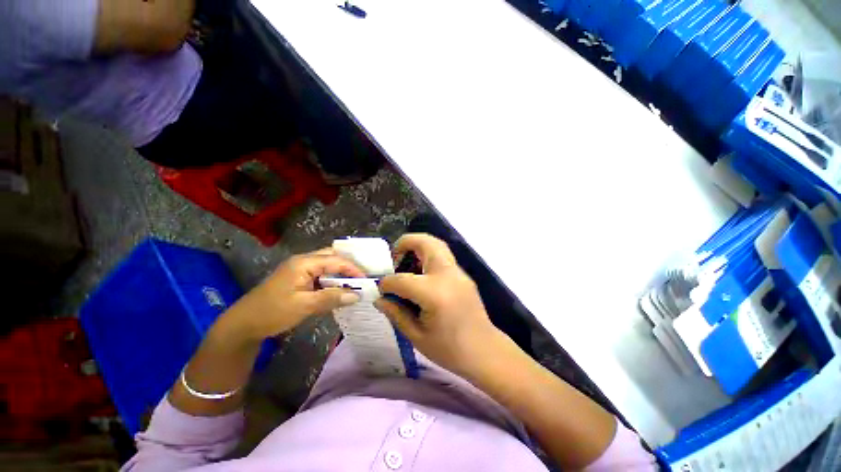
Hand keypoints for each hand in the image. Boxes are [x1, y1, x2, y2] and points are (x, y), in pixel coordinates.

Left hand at [222, 248, 364, 342]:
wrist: (243, 324)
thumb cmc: (272, 312)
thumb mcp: (304, 306)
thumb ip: (331, 298)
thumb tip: (357, 295)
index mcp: (303, 263)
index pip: (335, 260)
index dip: (353, 269)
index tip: (366, 280)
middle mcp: (303, 261)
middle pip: (332, 257)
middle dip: (348, 266)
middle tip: (363, 277)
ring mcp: (300, 269)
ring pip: (327, 265)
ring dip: (341, 273)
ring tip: (355, 283)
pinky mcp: (299, 278)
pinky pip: (321, 274)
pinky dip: (332, 280)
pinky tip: (339, 289)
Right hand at [375, 234, 501, 375]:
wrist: (485, 351)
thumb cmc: (450, 350)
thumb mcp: (416, 336)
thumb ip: (396, 313)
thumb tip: (380, 299)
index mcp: (434, 293)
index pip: (402, 280)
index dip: (387, 283)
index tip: (382, 290)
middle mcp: (447, 275)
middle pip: (426, 243)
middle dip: (406, 243)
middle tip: (394, 256)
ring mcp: (458, 272)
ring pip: (437, 244)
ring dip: (418, 246)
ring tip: (406, 262)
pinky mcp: (463, 274)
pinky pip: (443, 255)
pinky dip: (428, 255)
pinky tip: (421, 274)